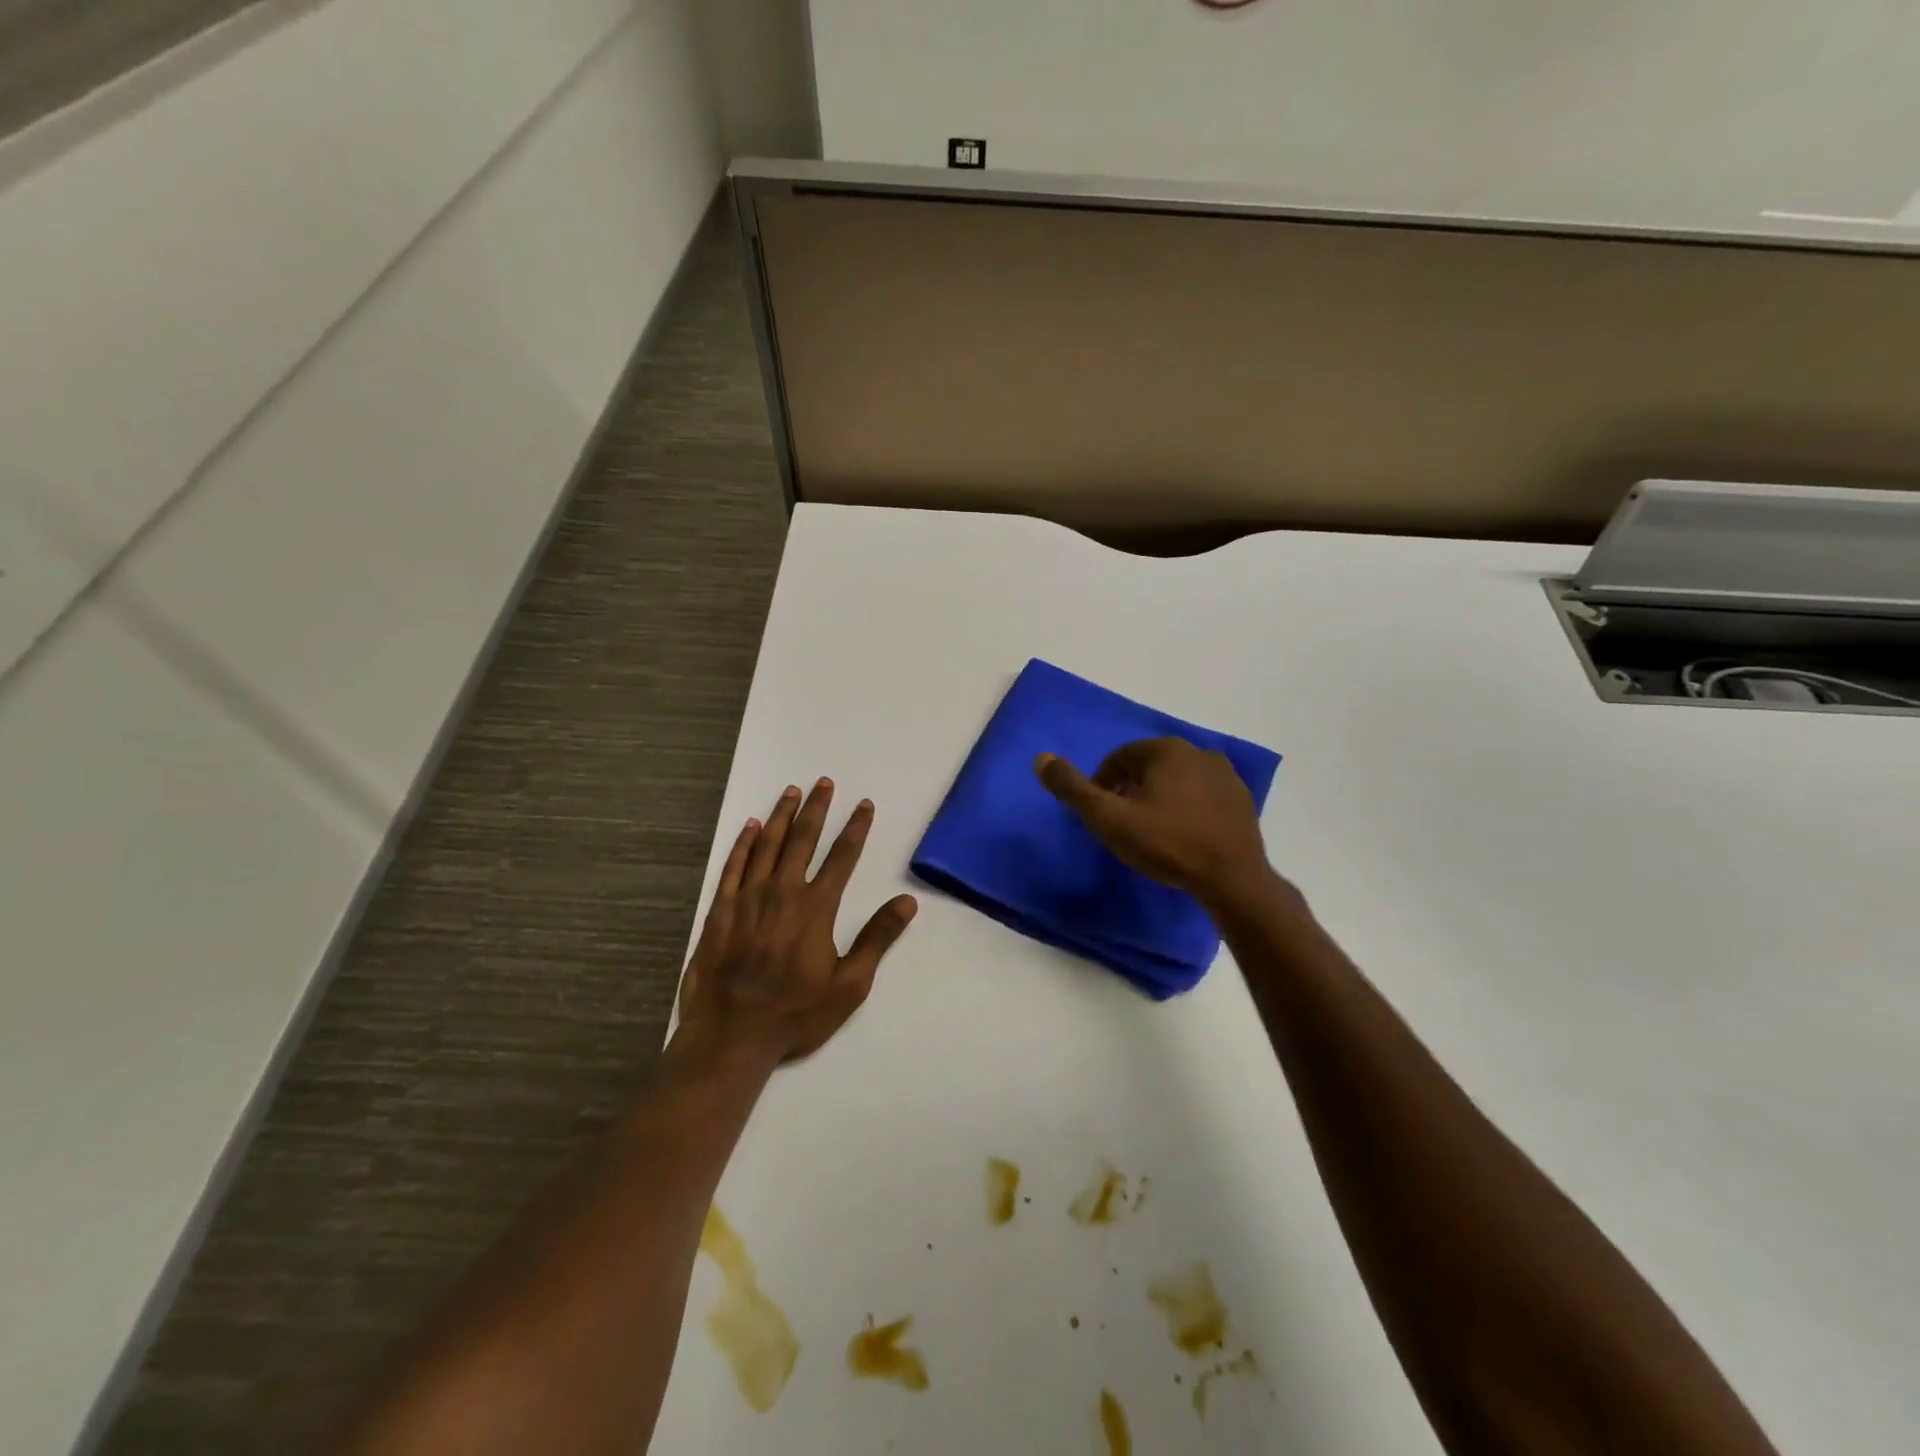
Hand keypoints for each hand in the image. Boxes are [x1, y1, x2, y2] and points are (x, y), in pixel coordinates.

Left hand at [676, 778, 917, 1066]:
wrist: (731, 1035)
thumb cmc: (795, 1013)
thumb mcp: (850, 985)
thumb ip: (877, 939)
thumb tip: (907, 902)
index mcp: (816, 907)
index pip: (842, 857)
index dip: (856, 828)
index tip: (864, 805)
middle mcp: (783, 892)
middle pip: (803, 839)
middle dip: (816, 808)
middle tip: (823, 782)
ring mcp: (748, 898)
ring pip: (768, 845)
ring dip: (782, 815)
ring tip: (791, 791)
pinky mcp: (722, 910)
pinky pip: (734, 865)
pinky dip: (744, 843)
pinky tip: (752, 826)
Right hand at [1035, 738, 1271, 902]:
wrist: (1232, 879)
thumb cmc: (1166, 844)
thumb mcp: (1109, 819)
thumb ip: (1073, 788)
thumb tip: (1041, 758)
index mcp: (1166, 750)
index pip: (1119, 757)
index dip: (1102, 783)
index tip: (1099, 813)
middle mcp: (1199, 751)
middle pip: (1149, 765)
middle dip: (1130, 788)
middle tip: (1122, 823)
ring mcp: (1226, 775)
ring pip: (1177, 779)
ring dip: (1159, 796)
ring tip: (1152, 831)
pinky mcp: (1241, 800)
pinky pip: (1203, 796)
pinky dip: (1187, 807)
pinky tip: (1184, 835)